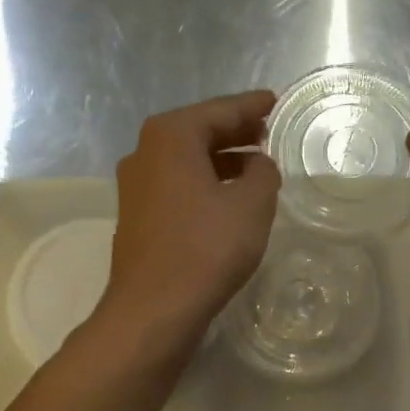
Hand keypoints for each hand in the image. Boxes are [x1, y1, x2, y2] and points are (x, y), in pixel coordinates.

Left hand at [102, 90, 280, 345]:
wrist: (154, 309)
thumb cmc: (206, 249)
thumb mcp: (252, 205)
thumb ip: (263, 174)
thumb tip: (258, 165)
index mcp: (171, 137)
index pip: (219, 110)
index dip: (251, 106)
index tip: (274, 101)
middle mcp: (145, 153)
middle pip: (198, 132)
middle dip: (235, 132)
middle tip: (267, 132)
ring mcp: (136, 187)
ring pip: (186, 162)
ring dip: (221, 161)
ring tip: (255, 167)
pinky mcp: (137, 217)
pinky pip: (177, 187)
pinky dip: (204, 184)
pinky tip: (227, 200)